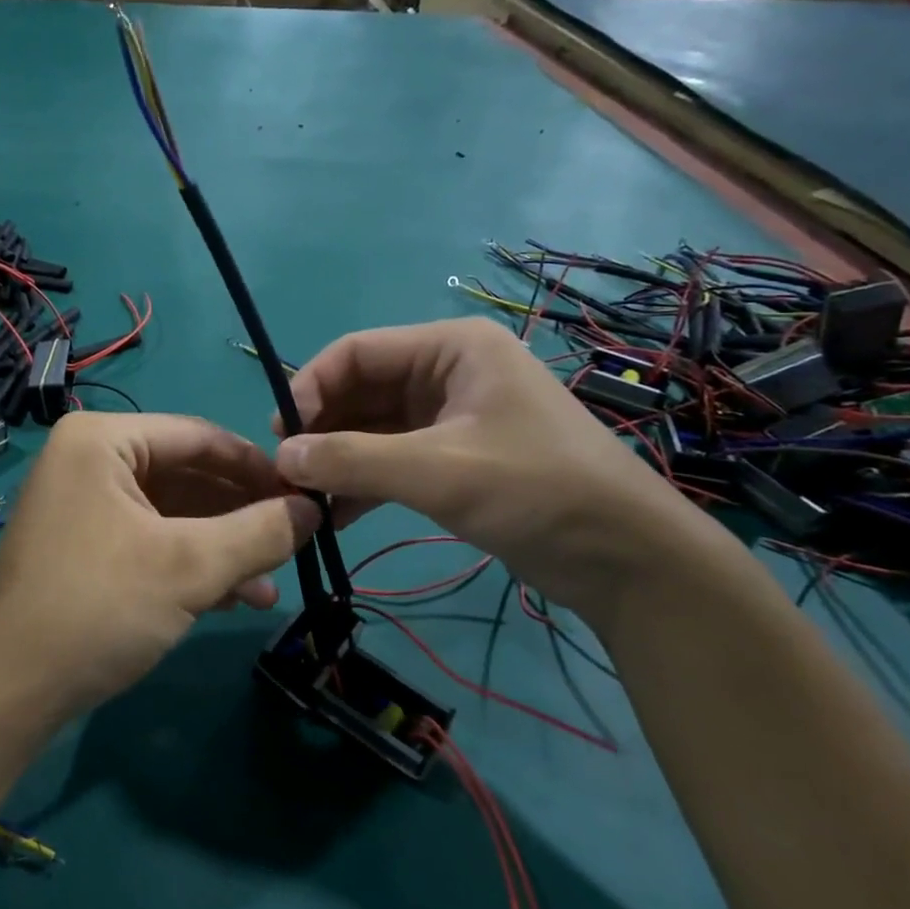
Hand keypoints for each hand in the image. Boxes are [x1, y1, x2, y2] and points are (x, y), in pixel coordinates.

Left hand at [0, 413, 319, 723]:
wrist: (8, 691)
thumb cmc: (98, 607)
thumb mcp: (189, 567)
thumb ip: (259, 532)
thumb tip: (314, 510)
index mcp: (102, 439)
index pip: (199, 436)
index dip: (258, 467)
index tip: (308, 496)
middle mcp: (89, 460)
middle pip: (186, 475)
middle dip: (242, 514)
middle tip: (295, 540)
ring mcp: (83, 504)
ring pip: (172, 513)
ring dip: (222, 546)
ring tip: (271, 582)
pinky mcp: (84, 546)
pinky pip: (150, 539)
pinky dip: (191, 564)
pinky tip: (235, 597)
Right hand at [273, 318, 720, 622]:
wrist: (627, 560)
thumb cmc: (537, 490)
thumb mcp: (438, 470)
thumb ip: (353, 459)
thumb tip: (282, 457)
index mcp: (451, 348)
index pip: (357, 351)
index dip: (311, 386)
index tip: (281, 434)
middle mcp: (447, 372)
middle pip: (361, 389)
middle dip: (322, 428)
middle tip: (286, 471)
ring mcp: (450, 416)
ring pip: (372, 427)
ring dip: (338, 459)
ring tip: (303, 496)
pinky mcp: (454, 457)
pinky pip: (392, 458)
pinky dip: (363, 481)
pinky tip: (335, 514)